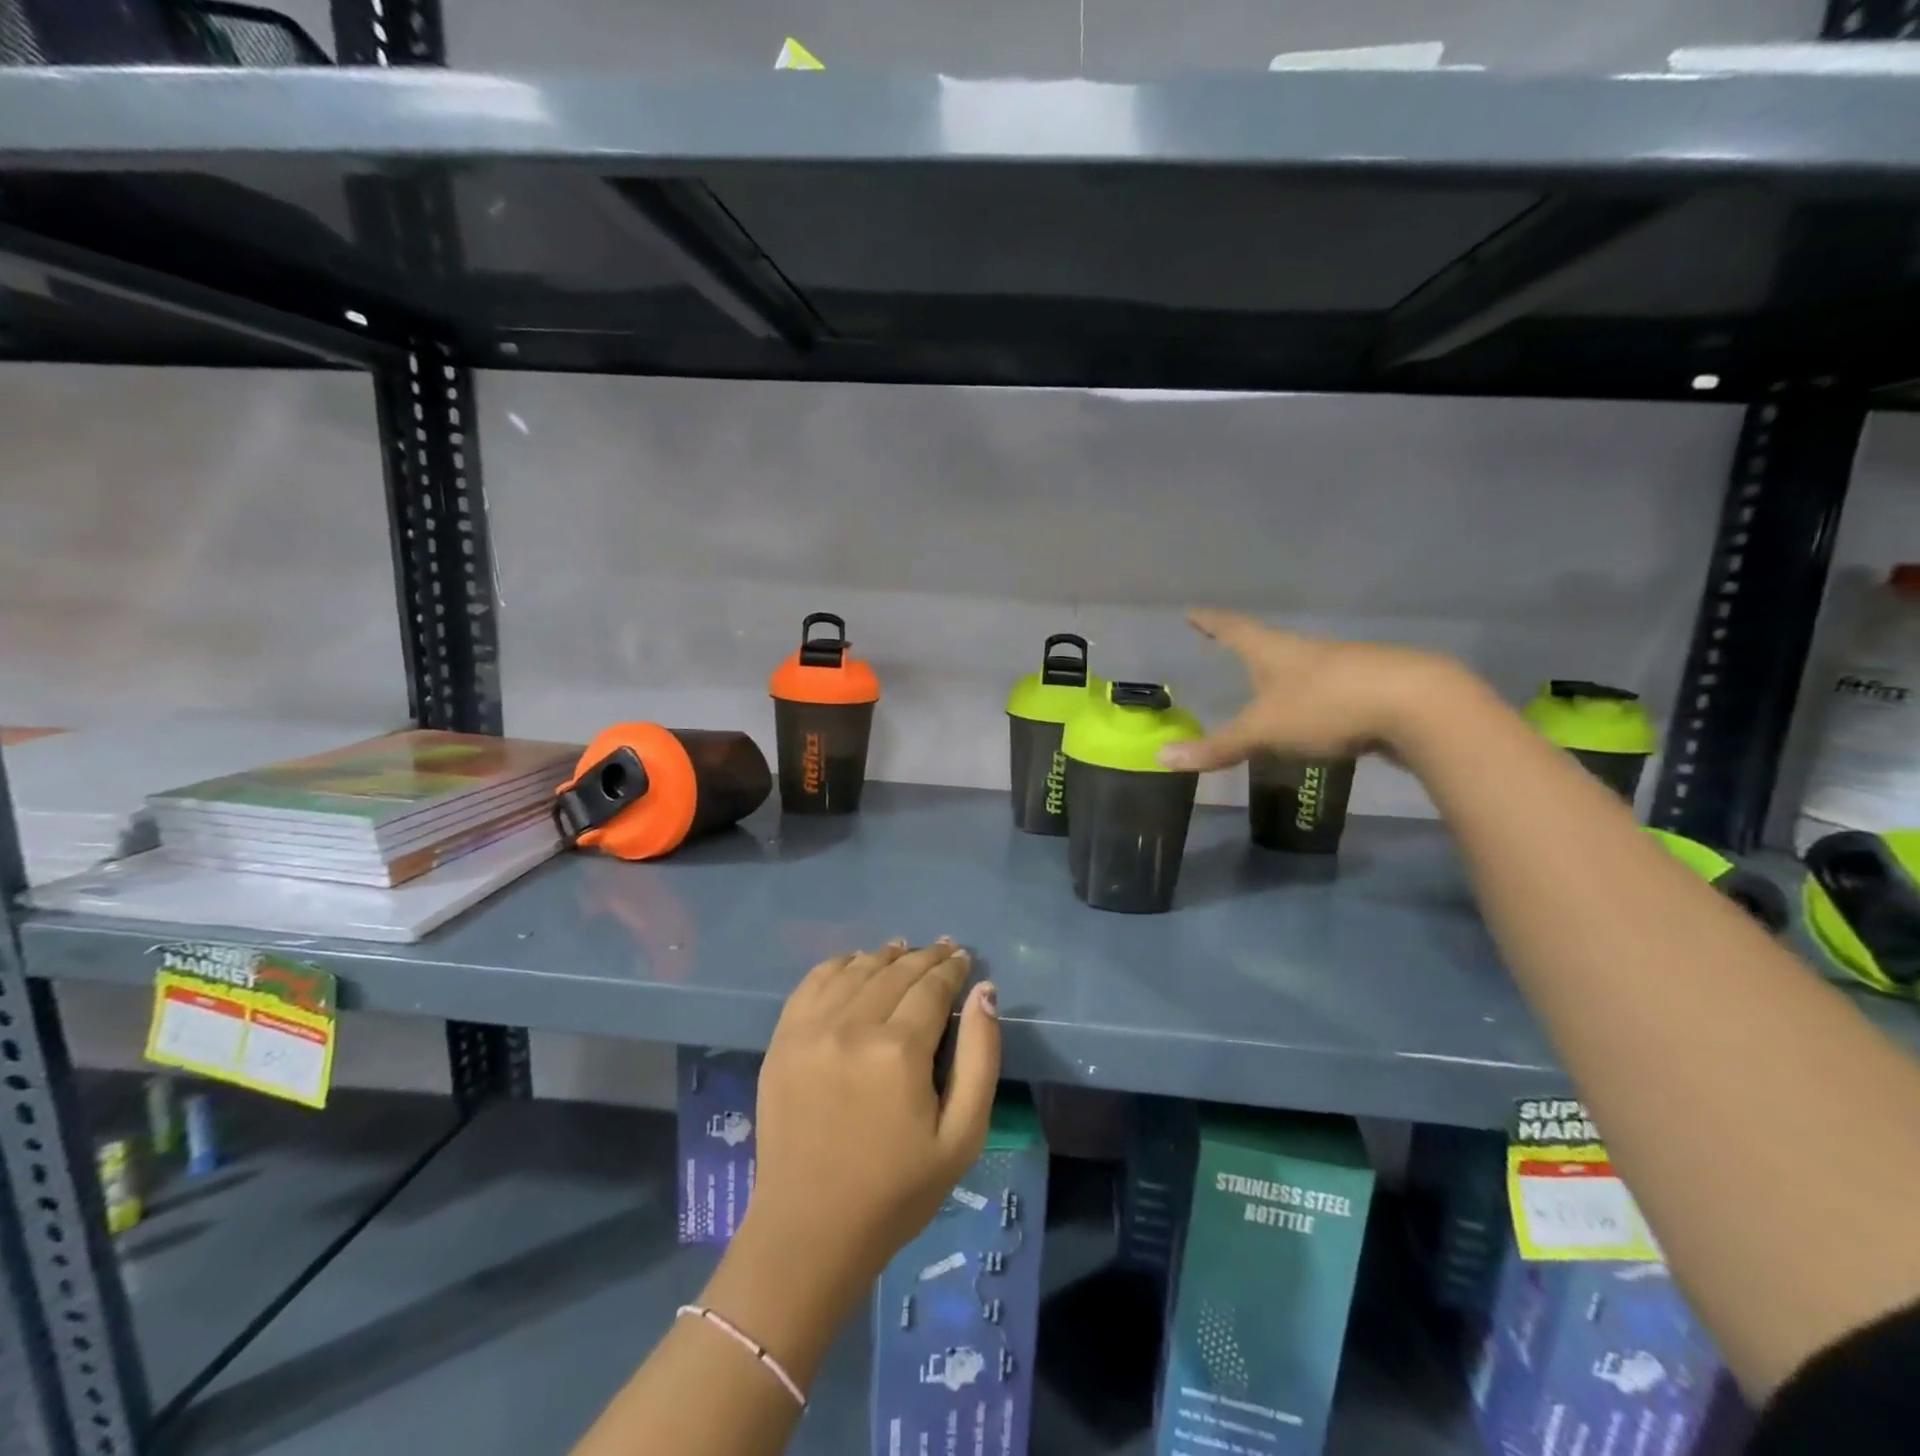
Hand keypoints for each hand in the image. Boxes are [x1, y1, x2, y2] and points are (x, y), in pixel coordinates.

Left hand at [744, 940, 999, 1292]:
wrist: (810, 1232)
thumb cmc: (897, 1191)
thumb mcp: (962, 1137)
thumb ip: (980, 1058)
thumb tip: (985, 994)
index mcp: (898, 1050)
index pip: (932, 987)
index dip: (952, 968)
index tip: (964, 958)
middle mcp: (852, 1026)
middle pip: (896, 972)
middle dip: (926, 957)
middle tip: (944, 949)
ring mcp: (811, 1030)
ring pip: (856, 971)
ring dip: (885, 956)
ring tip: (904, 950)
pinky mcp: (782, 1041)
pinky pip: (813, 983)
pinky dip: (839, 965)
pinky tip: (855, 963)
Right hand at [1159, 609, 1457, 771]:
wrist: (1418, 706)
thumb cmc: (1326, 707)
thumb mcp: (1263, 731)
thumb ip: (1217, 747)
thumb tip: (1160, 759)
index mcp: (1274, 651)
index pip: (1233, 629)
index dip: (1210, 622)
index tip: (1193, 612)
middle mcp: (1308, 651)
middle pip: (1271, 645)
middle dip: (1250, 649)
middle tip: (1230, 651)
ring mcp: (1346, 665)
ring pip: (1306, 667)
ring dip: (1286, 675)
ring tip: (1271, 689)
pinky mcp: (1375, 687)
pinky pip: (1334, 691)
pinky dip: (1318, 701)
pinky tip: (1321, 719)